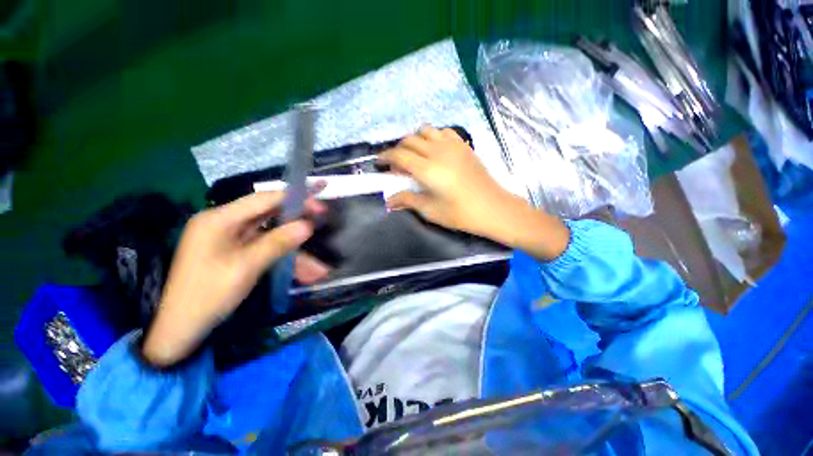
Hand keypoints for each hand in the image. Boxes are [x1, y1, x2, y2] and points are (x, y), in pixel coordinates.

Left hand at [142, 192, 325, 366]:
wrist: (181, 329)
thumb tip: (308, 225)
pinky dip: (284, 256)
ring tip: (318, 268)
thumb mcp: (246, 267)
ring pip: (270, 234)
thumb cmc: (208, 295)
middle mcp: (224, 223)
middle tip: (321, 221)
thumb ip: (278, 243)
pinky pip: (265, 247)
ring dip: (294, 248)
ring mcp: (230, 238)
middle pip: (268, 214)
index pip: (263, 200)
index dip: (294, 199)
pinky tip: (303, 271)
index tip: (319, 206)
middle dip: (297, 221)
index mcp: (219, 219)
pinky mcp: (235, 251)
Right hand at [381, 126, 569, 260]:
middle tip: (396, 165)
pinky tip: (434, 150)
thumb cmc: (461, 214)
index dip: (385, 157)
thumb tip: (389, 201)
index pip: (399, 155)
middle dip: (398, 150)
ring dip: (414, 140)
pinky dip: (432, 137)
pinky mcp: (463, 145)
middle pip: (409, 140)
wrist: (494, 208)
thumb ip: (408, 200)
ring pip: (425, 131)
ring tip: (414, 156)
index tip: (378, 163)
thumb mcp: (431, 211)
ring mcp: (453, 145)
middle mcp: (438, 151)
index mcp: (428, 169)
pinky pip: (443, 131)